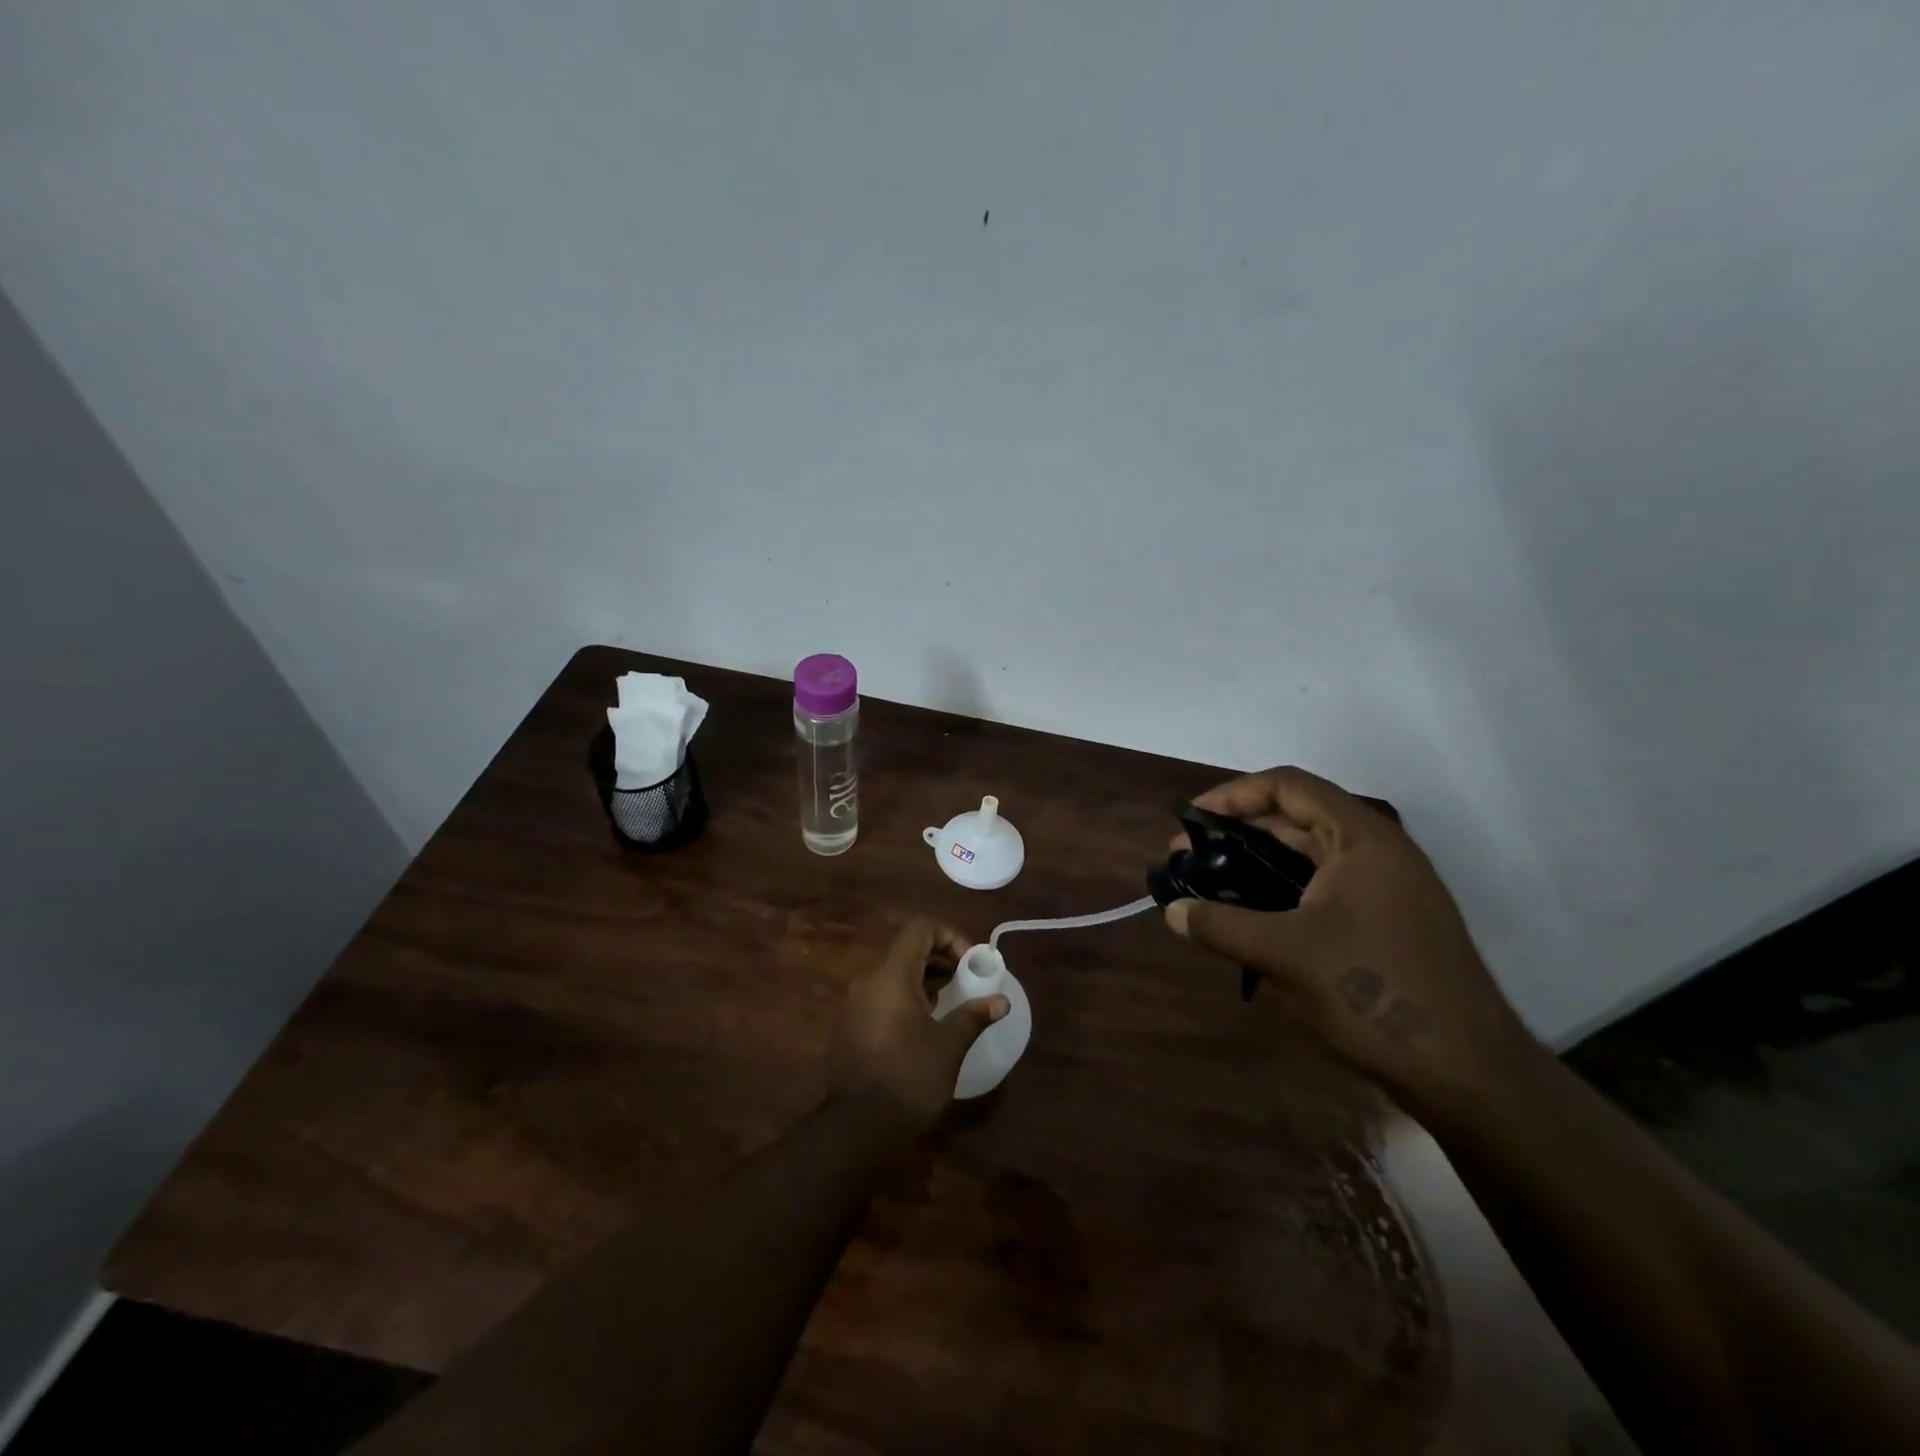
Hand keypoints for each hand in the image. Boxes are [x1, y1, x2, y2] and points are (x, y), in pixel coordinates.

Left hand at [827, 919, 1009, 1129]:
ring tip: (948, 1005)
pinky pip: (880, 995)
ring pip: (892, 974)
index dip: (950, 937)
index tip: (970, 964)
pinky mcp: (848, 1025)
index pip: (921, 929)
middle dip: (940, 959)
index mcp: (891, 976)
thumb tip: (1001, 1001)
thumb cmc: (909, 1078)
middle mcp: (868, 980)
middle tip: (965, 983)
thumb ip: (974, 1015)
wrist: (857, 1128)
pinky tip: (921, 1027)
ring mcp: (853, 1003)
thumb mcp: (949, 1045)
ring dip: (923, 980)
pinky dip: (904, 997)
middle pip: (907, 950)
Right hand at [1165, 766, 1534, 1120]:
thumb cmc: (1373, 992)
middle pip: (1295, 817)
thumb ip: (1221, 925)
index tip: (1190, 822)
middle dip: (1236, 832)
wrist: (1467, 1073)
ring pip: (1307, 856)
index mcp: (1361, 838)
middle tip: (1188, 858)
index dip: (1232, 795)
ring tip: (1209, 884)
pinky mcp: (1384, 923)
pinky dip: (1280, 891)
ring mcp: (1385, 889)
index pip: (1287, 786)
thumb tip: (1171, 912)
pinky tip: (1248, 917)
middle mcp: (1376, 851)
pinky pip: (1321, 888)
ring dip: (1255, 863)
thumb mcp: (1285, 954)